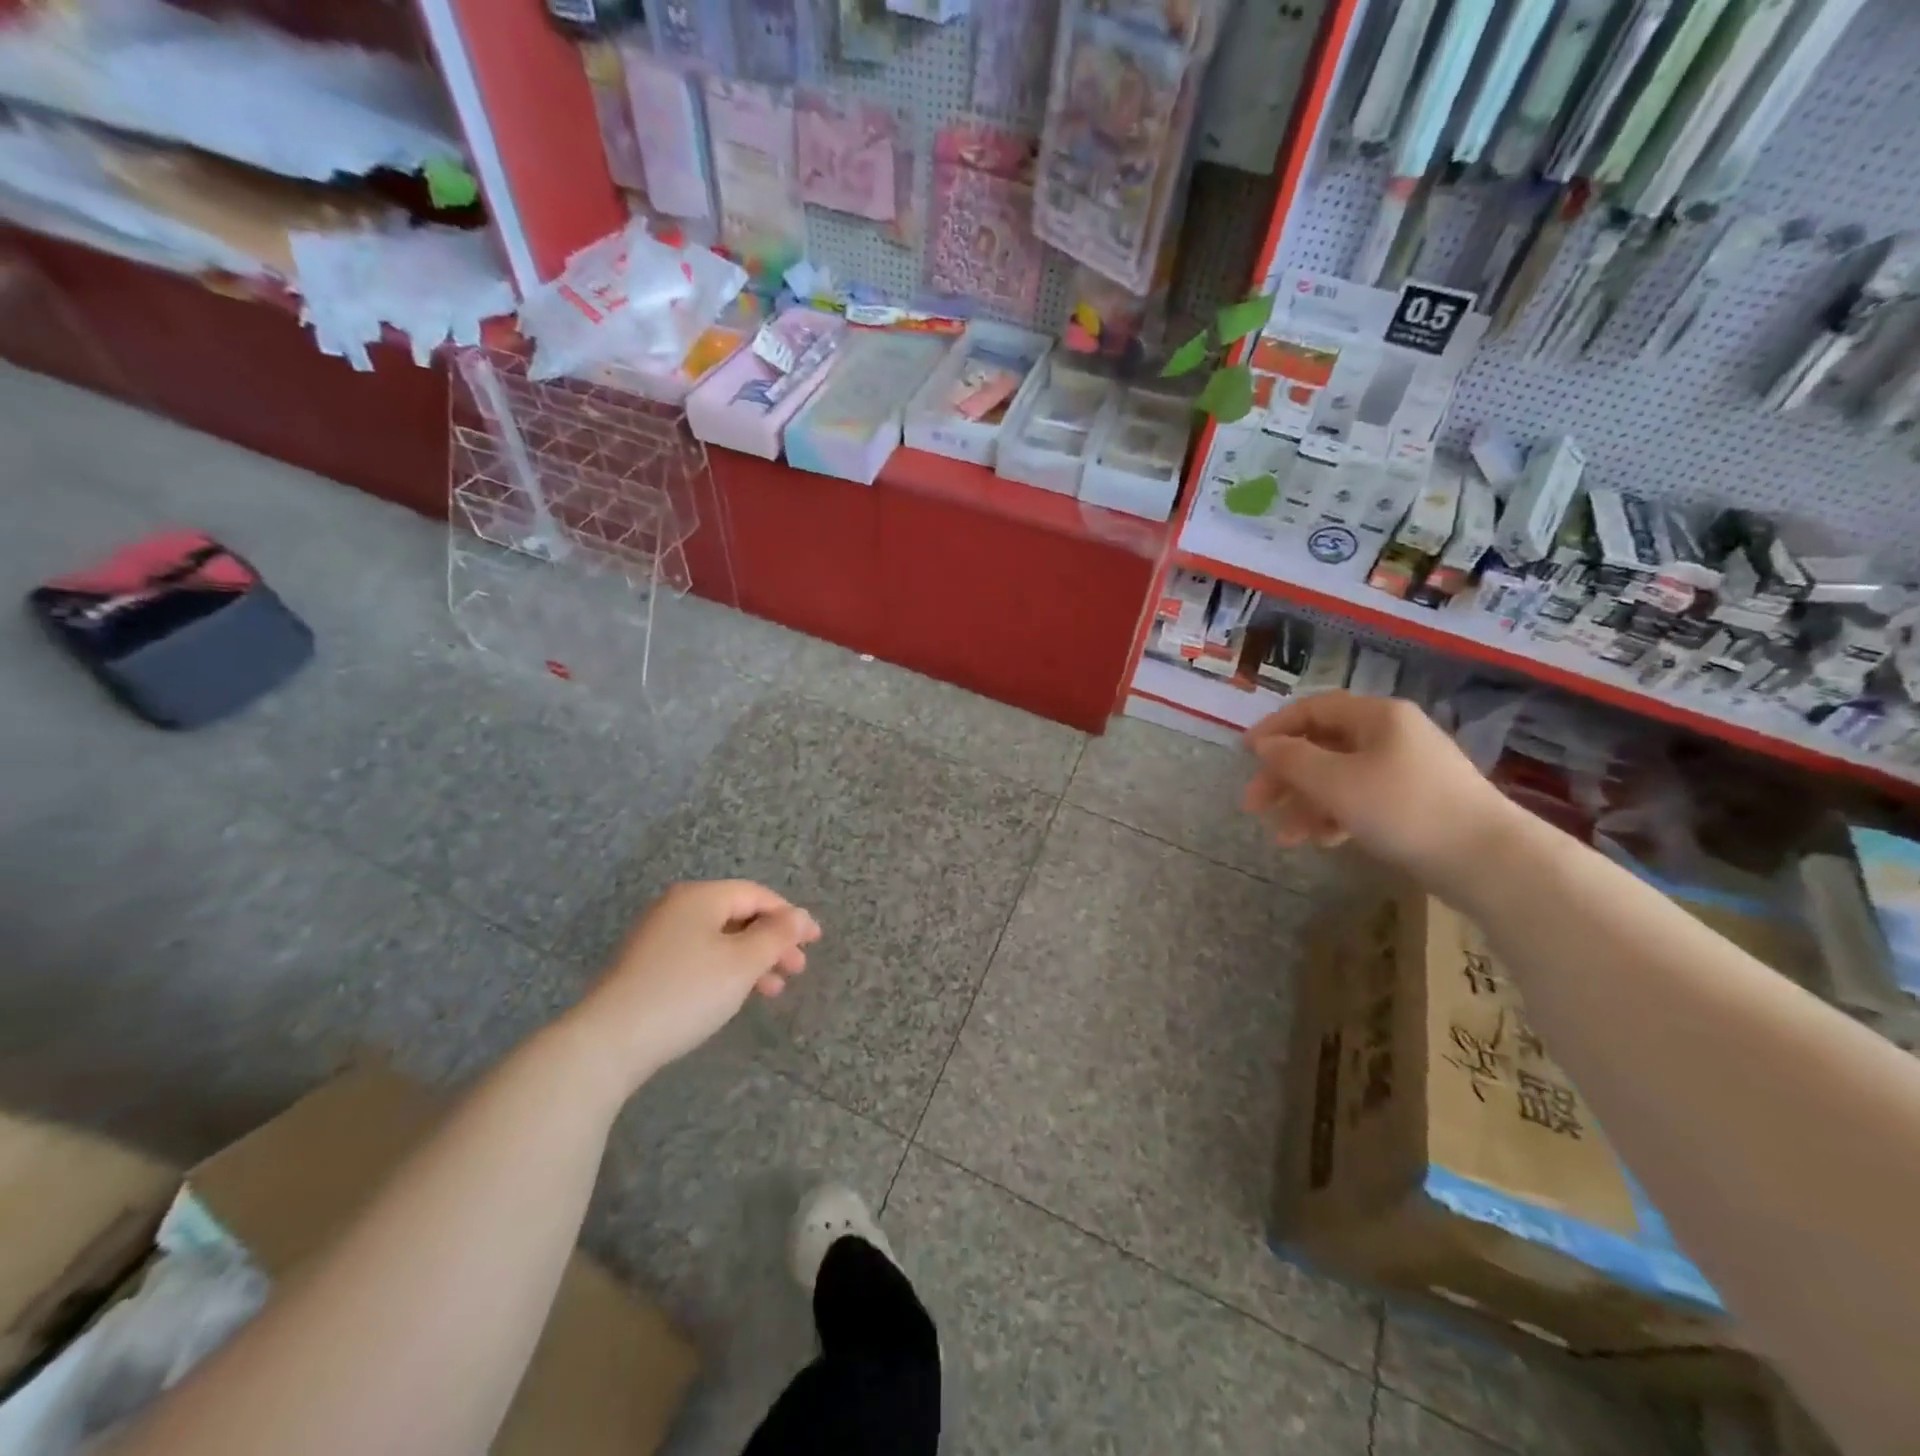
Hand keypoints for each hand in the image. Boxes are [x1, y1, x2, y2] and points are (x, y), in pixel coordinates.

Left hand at [566, 880, 820, 1092]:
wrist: (609, 1041)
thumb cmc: (686, 992)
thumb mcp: (742, 963)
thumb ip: (777, 935)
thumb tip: (800, 915)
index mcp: (700, 897)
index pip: (757, 895)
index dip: (790, 916)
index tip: (815, 942)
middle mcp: (678, 907)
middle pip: (739, 915)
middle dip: (773, 941)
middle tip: (797, 969)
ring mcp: (659, 936)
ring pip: (720, 939)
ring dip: (752, 960)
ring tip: (773, 990)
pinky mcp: (648, 965)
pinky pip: (700, 956)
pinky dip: (726, 970)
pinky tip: (736, 995)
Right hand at [1242, 693, 1519, 888]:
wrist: (1488, 860)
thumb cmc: (1404, 808)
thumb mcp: (1335, 782)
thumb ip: (1292, 759)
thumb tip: (1264, 745)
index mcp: (1377, 717)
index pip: (1313, 709)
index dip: (1274, 728)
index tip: (1244, 754)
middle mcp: (1391, 736)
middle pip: (1322, 747)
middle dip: (1284, 776)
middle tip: (1254, 805)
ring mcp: (1405, 770)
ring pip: (1339, 778)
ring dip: (1305, 804)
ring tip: (1284, 837)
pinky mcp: (1414, 803)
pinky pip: (1361, 800)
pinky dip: (1335, 816)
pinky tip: (1320, 841)